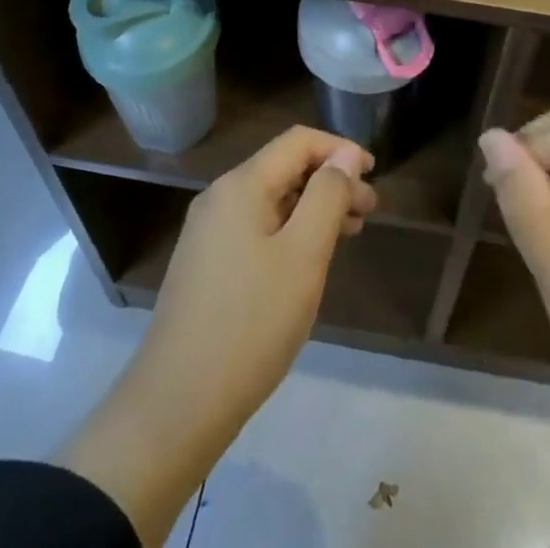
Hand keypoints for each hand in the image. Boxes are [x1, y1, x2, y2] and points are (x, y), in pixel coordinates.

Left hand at [146, 126, 376, 423]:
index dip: (340, 149)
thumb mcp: (304, 255)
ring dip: (313, 208)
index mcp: (241, 185)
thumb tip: (345, 155)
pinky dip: (290, 231)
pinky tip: (308, 261)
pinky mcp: (206, 266)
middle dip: (330, 181)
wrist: (176, 408)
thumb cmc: (251, 324)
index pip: (299, 141)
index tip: (374, 176)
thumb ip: (328, 196)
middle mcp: (220, 198)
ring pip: (272, 200)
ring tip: (349, 233)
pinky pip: (256, 228)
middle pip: (285, 168)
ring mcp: (208, 233)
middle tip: (368, 212)